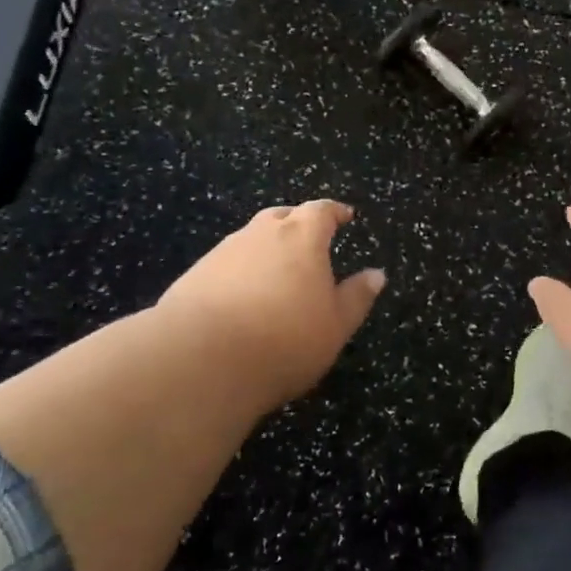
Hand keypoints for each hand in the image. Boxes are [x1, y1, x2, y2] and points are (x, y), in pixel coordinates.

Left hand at [157, 200, 385, 409]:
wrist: (201, 360)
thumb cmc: (284, 340)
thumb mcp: (335, 326)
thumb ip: (356, 297)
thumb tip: (376, 274)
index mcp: (302, 237)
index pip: (321, 211)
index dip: (334, 212)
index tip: (345, 215)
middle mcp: (261, 233)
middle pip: (282, 216)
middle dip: (297, 223)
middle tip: (309, 238)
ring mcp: (224, 252)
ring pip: (251, 238)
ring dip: (265, 247)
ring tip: (275, 271)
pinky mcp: (195, 275)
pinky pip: (226, 264)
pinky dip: (239, 271)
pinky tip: (240, 297)